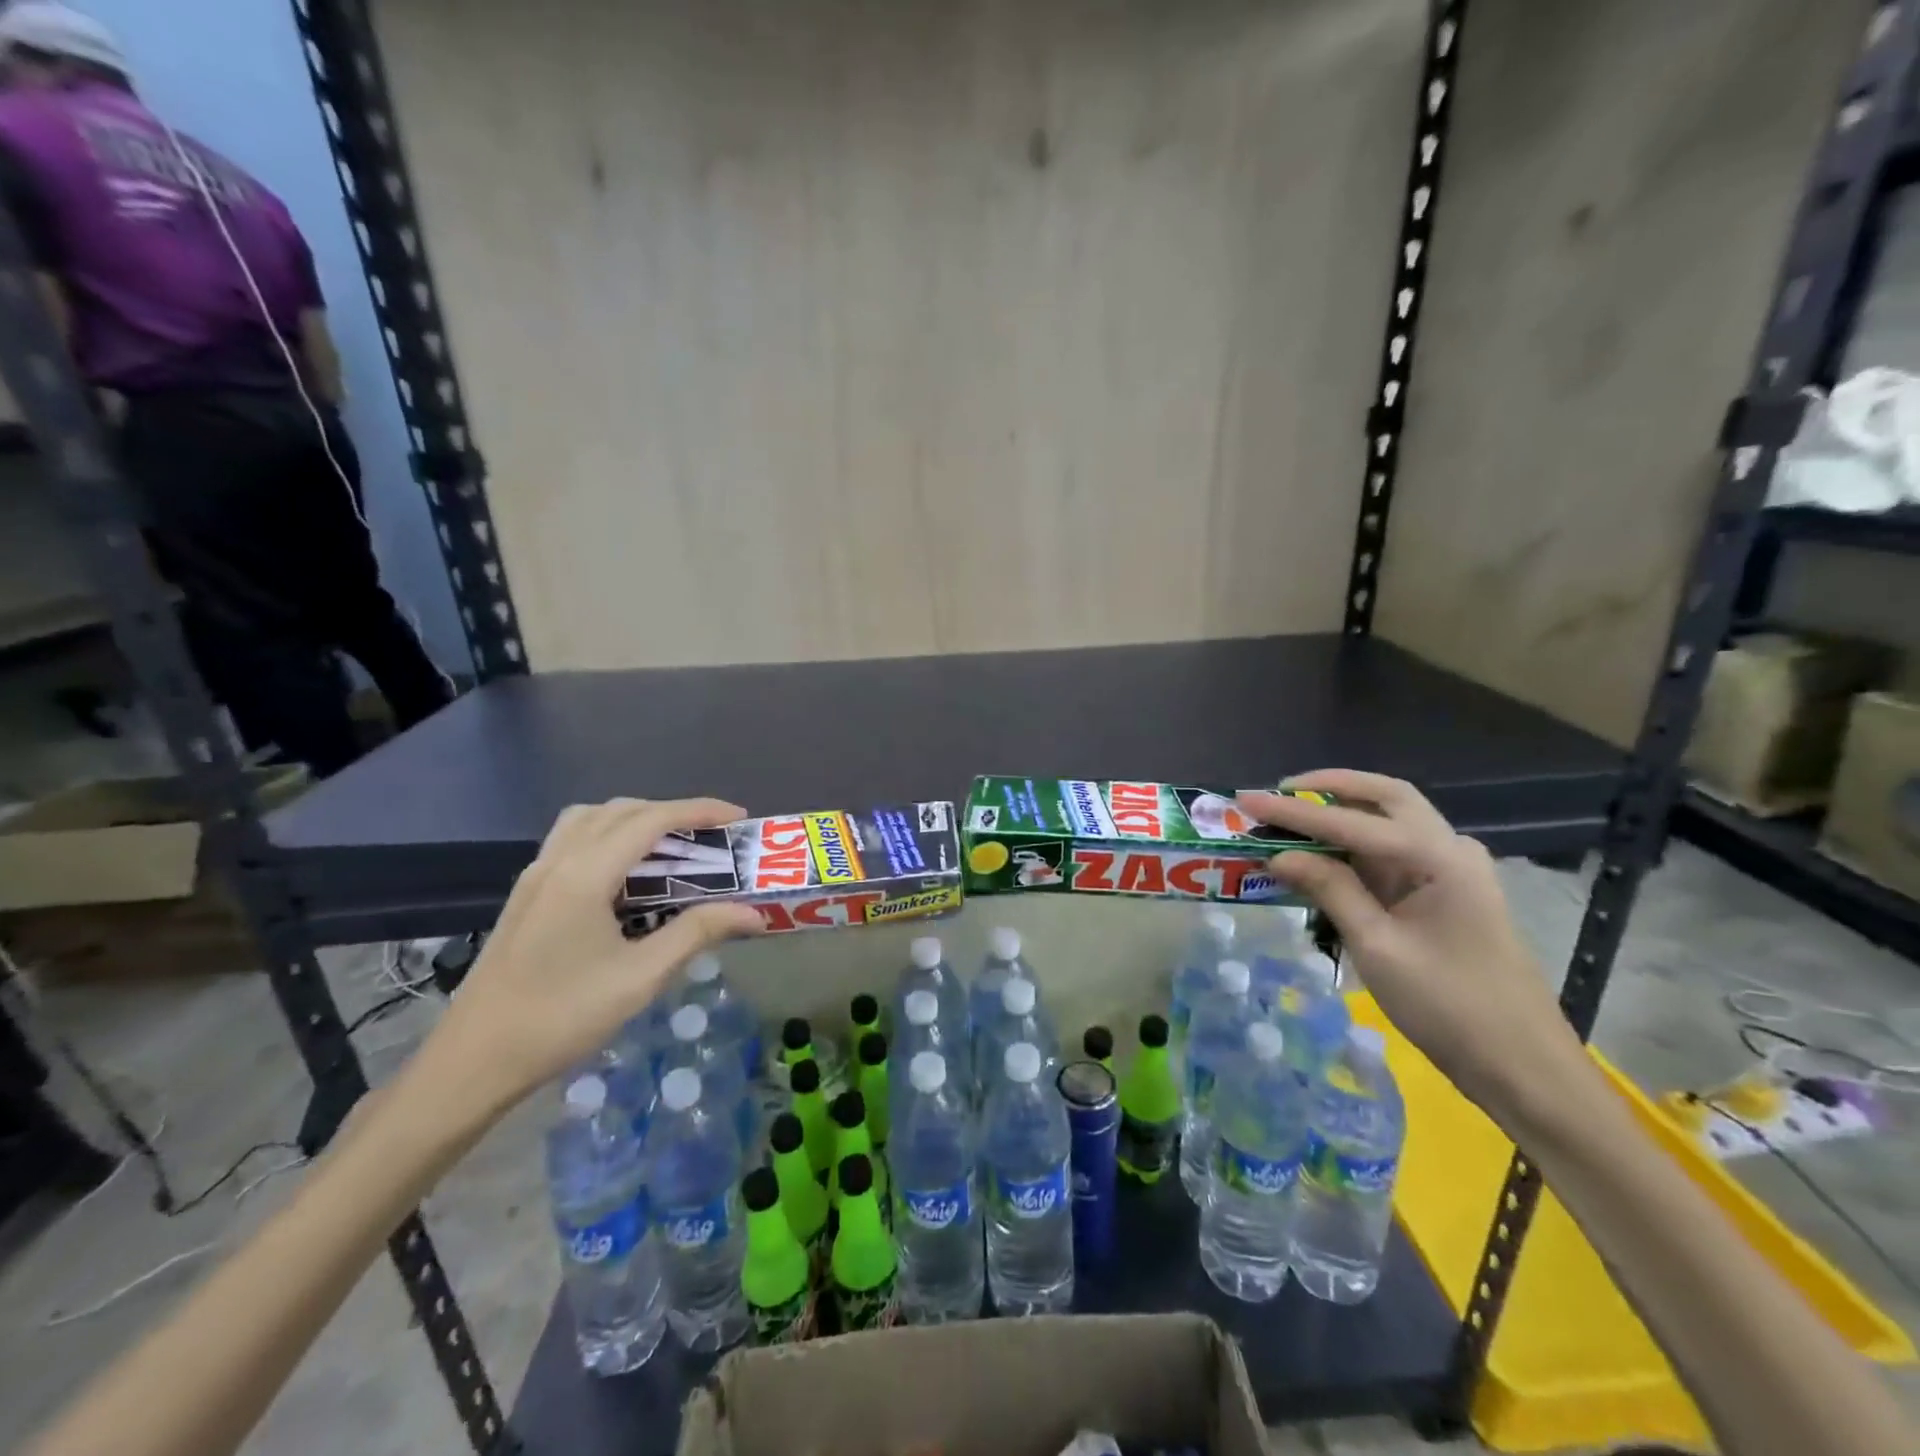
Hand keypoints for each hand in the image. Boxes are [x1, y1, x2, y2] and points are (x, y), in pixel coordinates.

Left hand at [419, 799, 762, 1117]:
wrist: (473, 1063)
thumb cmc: (561, 1018)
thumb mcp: (640, 977)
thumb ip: (697, 933)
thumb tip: (754, 913)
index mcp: (584, 874)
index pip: (651, 819)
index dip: (700, 811)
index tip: (739, 819)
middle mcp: (557, 861)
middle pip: (622, 811)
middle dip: (673, 813)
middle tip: (713, 837)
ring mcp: (536, 876)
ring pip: (592, 819)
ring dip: (637, 820)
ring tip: (672, 847)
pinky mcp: (527, 895)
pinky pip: (573, 840)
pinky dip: (610, 836)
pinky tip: (627, 875)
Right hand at [1240, 772, 1584, 1120]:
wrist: (1523, 1066)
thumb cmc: (1450, 1007)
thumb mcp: (1378, 947)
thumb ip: (1330, 890)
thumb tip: (1278, 855)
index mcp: (1439, 858)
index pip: (1352, 822)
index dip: (1294, 811)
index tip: (1247, 801)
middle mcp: (1450, 849)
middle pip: (1385, 798)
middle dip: (1330, 788)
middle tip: (1279, 792)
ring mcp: (1453, 870)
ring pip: (1391, 820)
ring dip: (1342, 813)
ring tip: (1291, 816)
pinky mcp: (1447, 892)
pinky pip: (1394, 852)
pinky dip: (1356, 843)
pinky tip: (1325, 854)